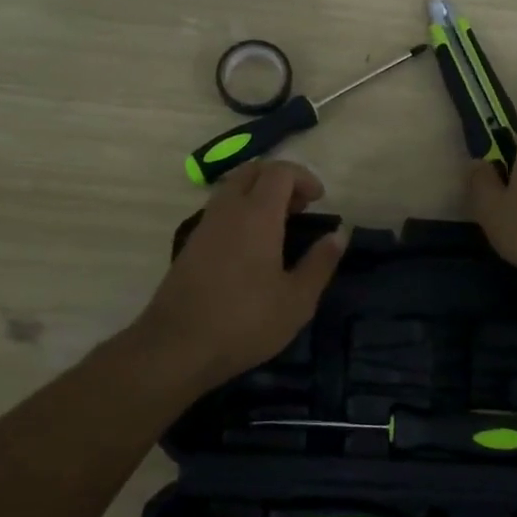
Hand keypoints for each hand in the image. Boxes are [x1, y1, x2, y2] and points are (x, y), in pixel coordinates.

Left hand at [134, 160, 345, 390]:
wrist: (177, 346)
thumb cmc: (245, 322)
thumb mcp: (297, 300)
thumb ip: (321, 262)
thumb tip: (340, 233)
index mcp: (257, 215)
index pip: (279, 172)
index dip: (304, 177)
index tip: (320, 199)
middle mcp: (228, 209)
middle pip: (252, 171)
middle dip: (280, 179)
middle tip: (300, 207)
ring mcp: (205, 224)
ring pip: (232, 187)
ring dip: (258, 193)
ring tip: (280, 225)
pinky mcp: (190, 243)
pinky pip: (220, 208)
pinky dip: (241, 210)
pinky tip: (253, 245)